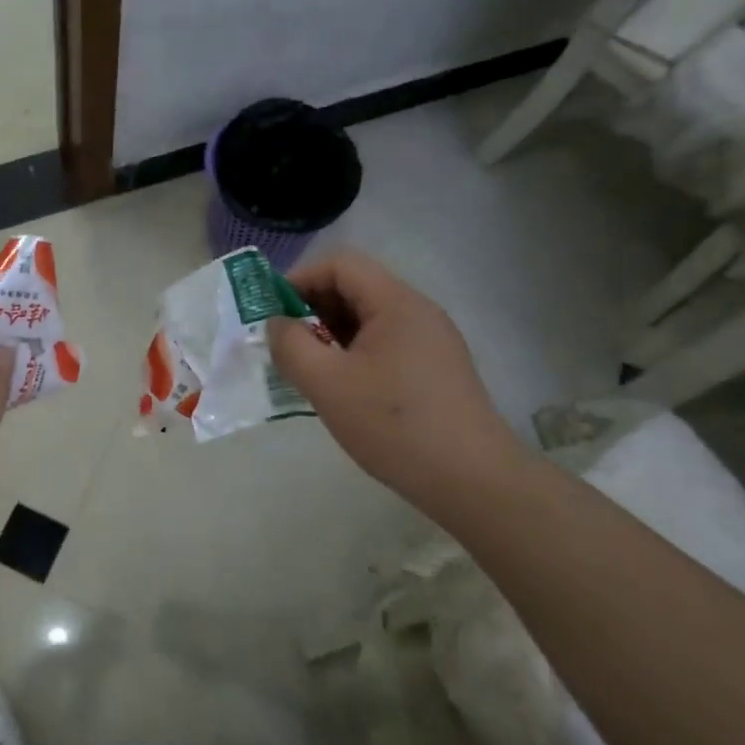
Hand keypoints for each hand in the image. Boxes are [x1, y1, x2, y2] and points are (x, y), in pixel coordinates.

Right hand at [267, 250, 526, 512]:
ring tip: (308, 369)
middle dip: (312, 307)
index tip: (272, 313)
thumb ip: (291, 345)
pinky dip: (354, 353)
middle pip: (356, 288)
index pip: (340, 264)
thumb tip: (277, 323)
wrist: (472, 481)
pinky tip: (342, 388)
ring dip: (331, 333)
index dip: (300, 279)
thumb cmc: (394, 425)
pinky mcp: (436, 369)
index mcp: (396, 303)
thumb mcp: (327, 384)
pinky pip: (385, 343)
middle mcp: (419, 311)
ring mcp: (432, 341)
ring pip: (369, 319)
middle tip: (285, 344)